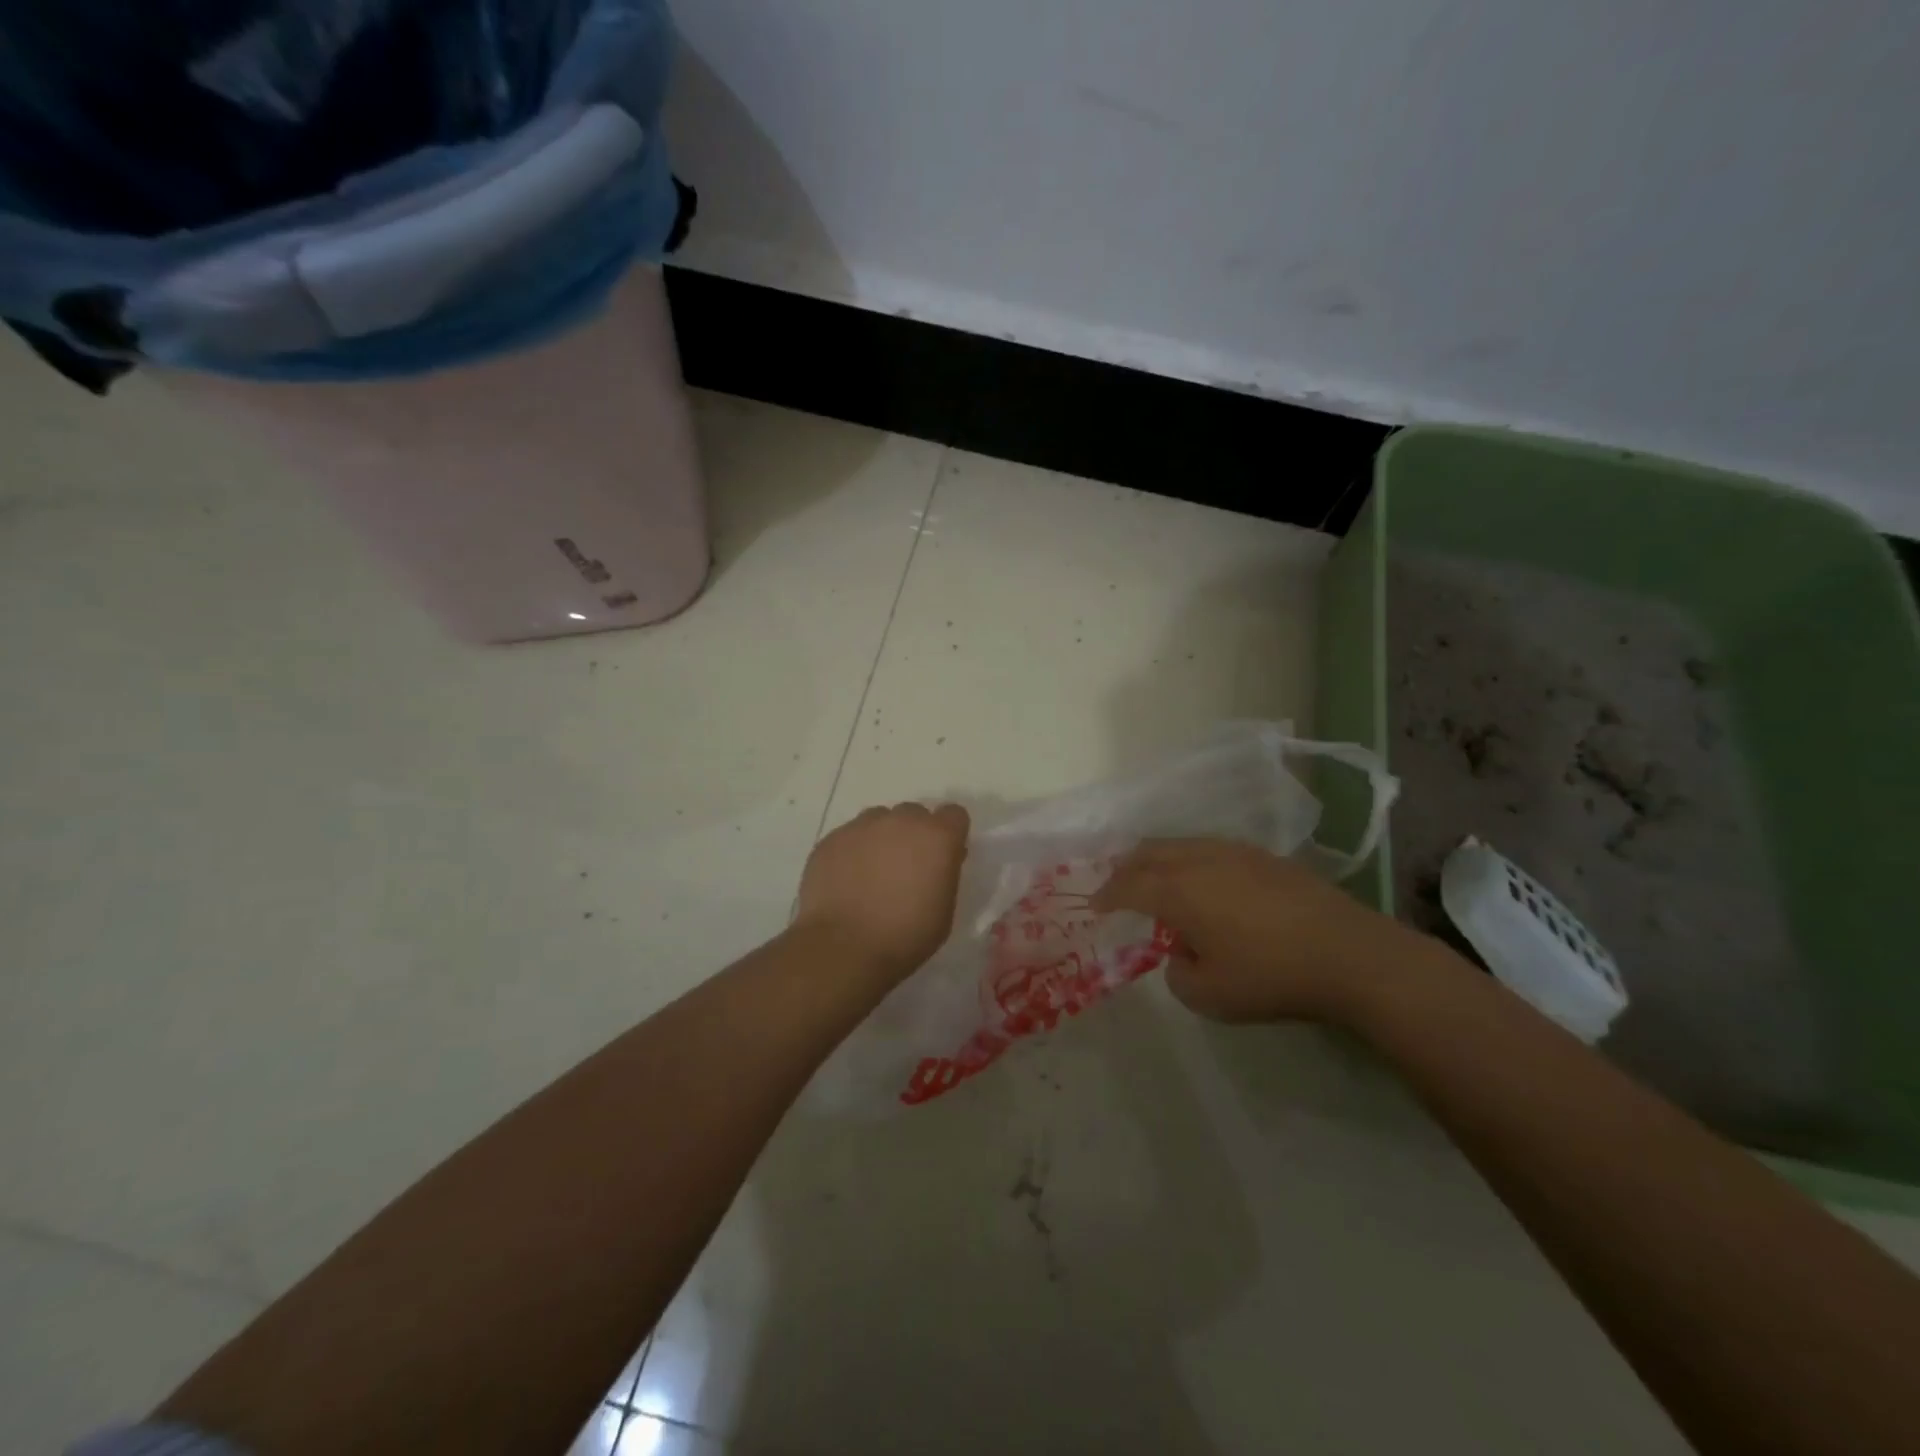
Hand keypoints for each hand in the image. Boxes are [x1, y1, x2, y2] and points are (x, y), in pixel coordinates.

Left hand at [794, 802, 970, 982]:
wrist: (844, 947)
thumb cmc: (906, 935)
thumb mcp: (945, 909)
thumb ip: (944, 873)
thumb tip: (936, 862)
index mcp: (937, 837)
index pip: (954, 815)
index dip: (950, 834)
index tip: (943, 856)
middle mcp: (900, 820)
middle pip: (914, 814)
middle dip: (914, 834)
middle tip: (906, 867)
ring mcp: (861, 826)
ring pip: (878, 820)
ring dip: (882, 838)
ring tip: (872, 872)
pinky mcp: (831, 839)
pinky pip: (849, 836)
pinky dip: (852, 852)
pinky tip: (847, 880)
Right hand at [1093, 838, 1429, 1023]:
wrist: (1348, 954)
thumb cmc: (1269, 976)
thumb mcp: (1209, 996)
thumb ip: (1177, 974)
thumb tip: (1181, 953)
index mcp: (1177, 890)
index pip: (1128, 885)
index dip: (1107, 895)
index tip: (1096, 906)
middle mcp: (1199, 860)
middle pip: (1149, 853)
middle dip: (1126, 868)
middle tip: (1117, 886)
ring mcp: (1234, 852)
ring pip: (1180, 845)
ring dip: (1159, 860)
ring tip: (1156, 880)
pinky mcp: (1264, 857)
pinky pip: (1210, 849)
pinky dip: (1191, 861)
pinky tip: (1204, 881)